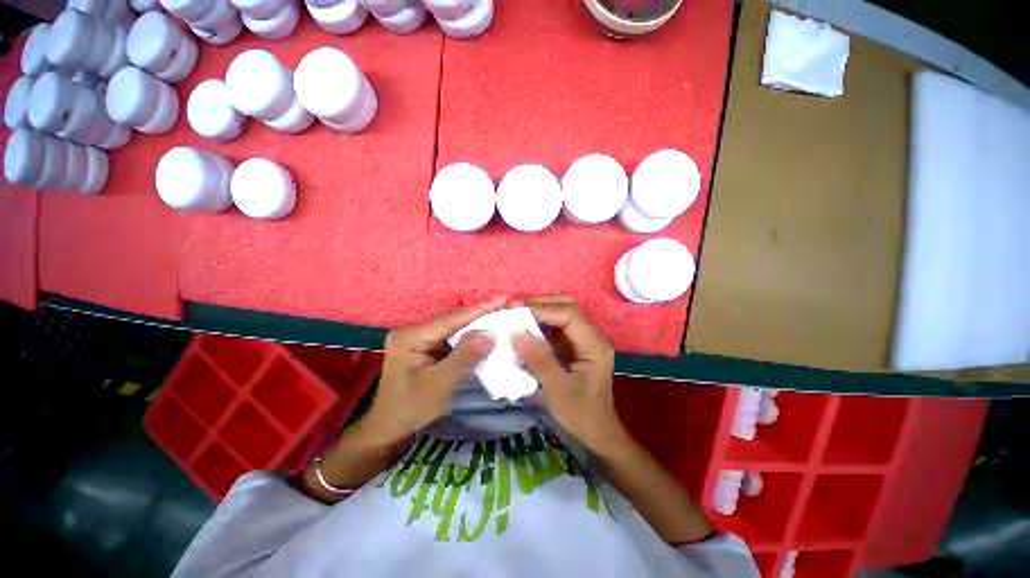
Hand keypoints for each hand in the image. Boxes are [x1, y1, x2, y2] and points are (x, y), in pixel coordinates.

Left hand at [359, 297, 503, 446]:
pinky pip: (451, 338)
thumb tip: (489, 334)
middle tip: (505, 306)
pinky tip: (484, 333)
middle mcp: (412, 331)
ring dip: (476, 324)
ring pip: (453, 327)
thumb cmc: (410, 410)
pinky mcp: (424, 347)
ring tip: (499, 316)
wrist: (388, 430)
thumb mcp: (440, 385)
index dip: (479, 309)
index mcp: (410, 337)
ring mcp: (417, 338)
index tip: (503, 299)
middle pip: (452, 320)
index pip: (450, 319)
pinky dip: (468, 337)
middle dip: (479, 314)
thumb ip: (464, 357)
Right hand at [511, 296, 624, 453]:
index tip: (515, 311)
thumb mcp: (558, 391)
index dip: (542, 309)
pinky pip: (556, 327)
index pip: (569, 314)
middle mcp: (591, 337)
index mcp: (594, 345)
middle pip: (567, 307)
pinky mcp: (573, 347)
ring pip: (561, 313)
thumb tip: (516, 333)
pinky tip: (524, 327)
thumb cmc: (581, 415)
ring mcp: (583, 340)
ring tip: (515, 313)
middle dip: (540, 304)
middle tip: (513, 308)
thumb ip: (538, 360)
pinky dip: (539, 323)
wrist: (597, 433)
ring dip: (539, 311)